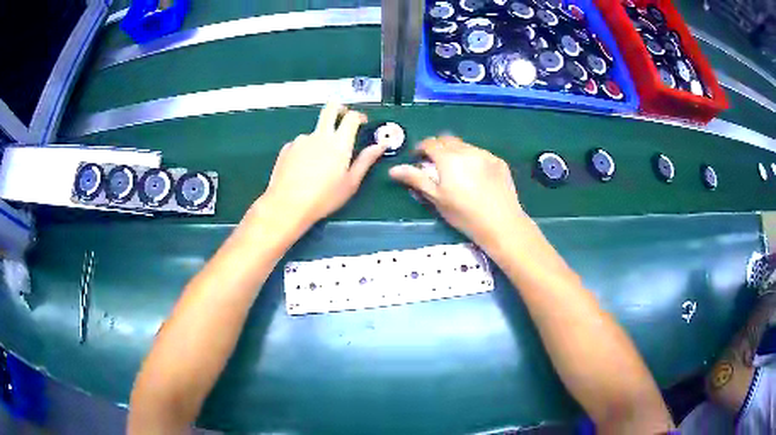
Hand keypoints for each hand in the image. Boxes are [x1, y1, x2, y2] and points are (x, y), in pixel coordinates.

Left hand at [261, 103, 387, 230]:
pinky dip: (306, 151)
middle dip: (339, 107)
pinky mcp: (287, 148)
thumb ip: (366, 161)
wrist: (287, 205)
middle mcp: (320, 135)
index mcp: (339, 143)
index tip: (362, 122)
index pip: (352, 117)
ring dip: (321, 139)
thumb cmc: (324, 197)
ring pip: (315, 131)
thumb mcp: (350, 183)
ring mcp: (301, 140)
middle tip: (343, 116)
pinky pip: (301, 144)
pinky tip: (303, 170)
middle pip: (330, 108)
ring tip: (319, 164)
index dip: (359, 116)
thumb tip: (381, 145)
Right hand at [389, 136, 526, 247]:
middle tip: (436, 164)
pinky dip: (473, 159)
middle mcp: (467, 150)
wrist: (501, 223)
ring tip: (457, 172)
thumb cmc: (464, 214)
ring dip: (456, 152)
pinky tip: (476, 177)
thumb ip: (416, 179)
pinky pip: (480, 154)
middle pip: (447, 140)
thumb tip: (394, 169)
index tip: (419, 159)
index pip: (430, 143)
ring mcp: (485, 154)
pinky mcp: (498, 161)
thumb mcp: (437, 198)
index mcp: (448, 158)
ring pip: (465, 145)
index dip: (421, 148)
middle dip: (438, 147)